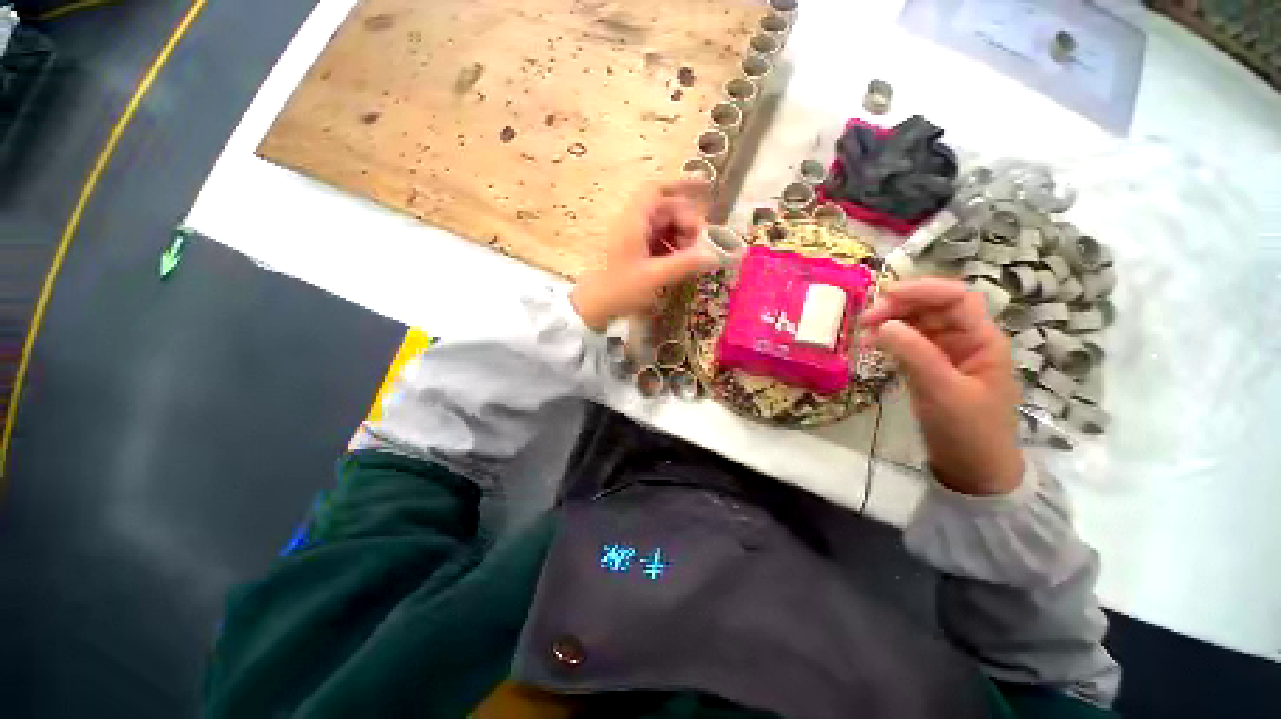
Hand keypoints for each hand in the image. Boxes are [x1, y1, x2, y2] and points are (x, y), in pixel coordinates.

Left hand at [570, 180, 720, 331]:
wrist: (591, 308)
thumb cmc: (619, 290)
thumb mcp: (654, 277)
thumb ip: (684, 264)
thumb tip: (714, 256)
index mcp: (633, 221)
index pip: (657, 189)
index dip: (682, 184)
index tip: (706, 188)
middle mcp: (632, 223)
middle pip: (665, 209)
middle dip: (686, 222)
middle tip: (700, 244)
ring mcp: (632, 237)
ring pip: (663, 226)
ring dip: (681, 237)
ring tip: (691, 258)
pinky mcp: (633, 251)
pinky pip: (657, 240)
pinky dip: (671, 248)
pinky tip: (679, 263)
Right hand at [860, 279, 1023, 495]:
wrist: (973, 469)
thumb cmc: (969, 430)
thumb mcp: (943, 392)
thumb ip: (916, 355)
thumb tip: (883, 324)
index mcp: (982, 339)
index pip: (956, 298)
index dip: (923, 289)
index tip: (884, 295)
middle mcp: (965, 340)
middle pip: (932, 307)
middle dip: (899, 307)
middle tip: (864, 320)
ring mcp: (945, 353)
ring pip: (916, 324)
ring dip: (889, 322)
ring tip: (862, 334)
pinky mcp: (929, 367)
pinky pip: (907, 343)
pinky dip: (888, 340)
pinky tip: (870, 346)